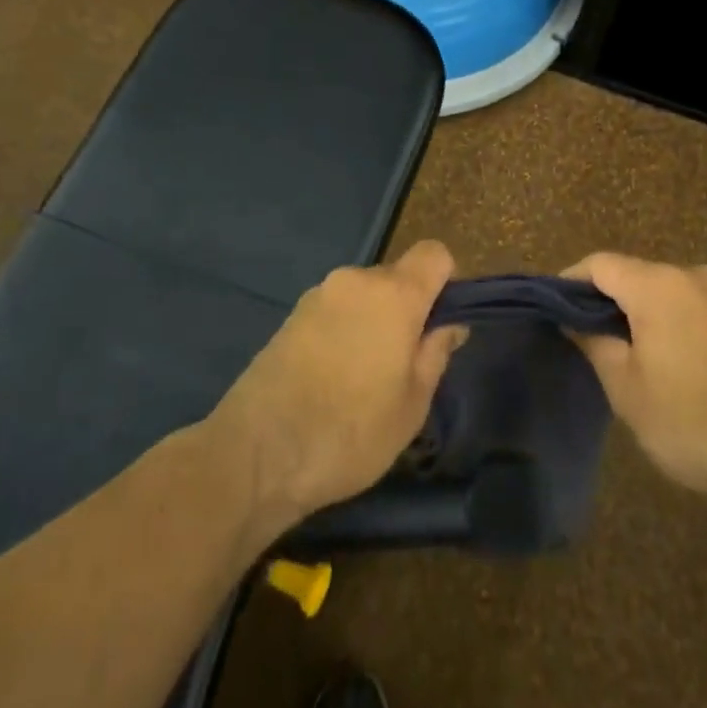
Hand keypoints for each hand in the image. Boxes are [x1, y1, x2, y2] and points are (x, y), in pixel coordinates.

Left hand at [208, 240, 466, 540]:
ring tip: (364, 378)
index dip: (446, 281)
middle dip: (408, 308)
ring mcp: (318, 295)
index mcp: (393, 294)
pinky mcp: (291, 315)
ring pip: (364, 295)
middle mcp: (355, 281)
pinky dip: (344, 330)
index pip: (434, 253)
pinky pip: (335, 310)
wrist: (256, 454)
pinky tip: (332, 378)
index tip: (440, 323)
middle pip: (397, 276)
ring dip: (374, 321)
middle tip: (404, 363)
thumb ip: (435, 354)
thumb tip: (450, 325)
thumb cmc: (350, 432)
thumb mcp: (412, 405)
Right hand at [565, 253, 706, 529]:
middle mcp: (693, 276)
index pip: (600, 264)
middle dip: (607, 301)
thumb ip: (594, 344)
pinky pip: (694, 308)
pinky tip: (669, 363)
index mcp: (658, 284)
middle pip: (635, 274)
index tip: (553, 309)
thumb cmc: (692, 421)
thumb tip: (573, 320)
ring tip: (625, 354)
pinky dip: (672, 324)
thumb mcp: (627, 389)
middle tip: (586, 339)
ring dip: (641, 314)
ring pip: (666, 292)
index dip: (570, 281)